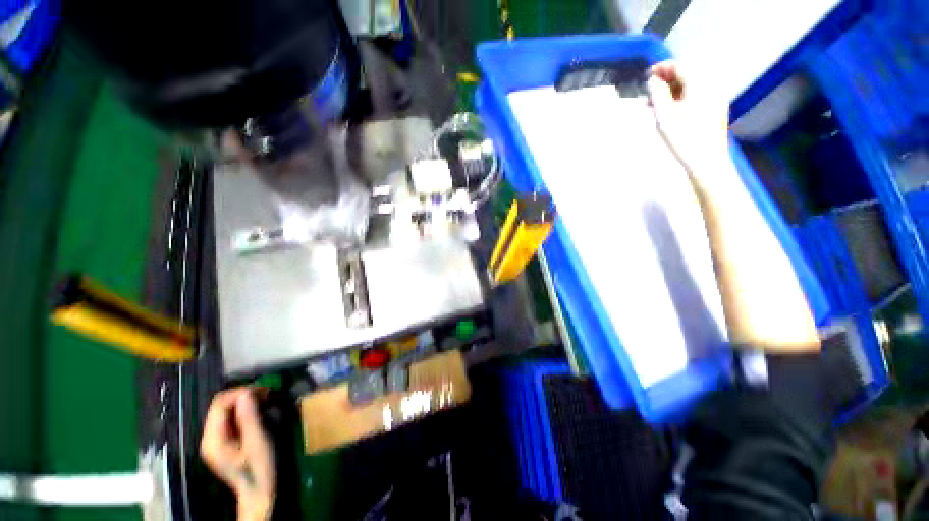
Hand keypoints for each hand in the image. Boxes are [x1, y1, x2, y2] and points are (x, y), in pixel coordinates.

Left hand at [201, 388, 275, 520]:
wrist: (258, 493)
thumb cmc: (259, 469)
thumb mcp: (258, 442)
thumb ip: (249, 418)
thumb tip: (247, 394)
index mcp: (213, 439)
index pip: (220, 404)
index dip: (241, 393)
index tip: (264, 391)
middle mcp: (209, 438)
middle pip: (221, 406)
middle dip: (244, 396)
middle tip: (267, 395)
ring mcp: (215, 441)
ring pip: (226, 411)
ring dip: (245, 403)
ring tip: (266, 402)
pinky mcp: (223, 443)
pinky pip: (230, 419)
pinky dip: (244, 412)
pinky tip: (258, 414)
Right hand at [646, 61, 732, 186]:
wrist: (706, 162)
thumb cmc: (683, 138)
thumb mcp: (664, 115)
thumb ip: (658, 93)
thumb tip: (653, 80)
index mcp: (701, 85)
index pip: (680, 67)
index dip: (662, 68)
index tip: (646, 75)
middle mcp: (711, 87)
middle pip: (687, 76)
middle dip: (666, 81)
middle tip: (648, 91)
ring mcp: (715, 100)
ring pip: (690, 88)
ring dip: (671, 92)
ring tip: (653, 104)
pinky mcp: (714, 112)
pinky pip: (695, 98)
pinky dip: (680, 100)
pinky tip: (668, 111)